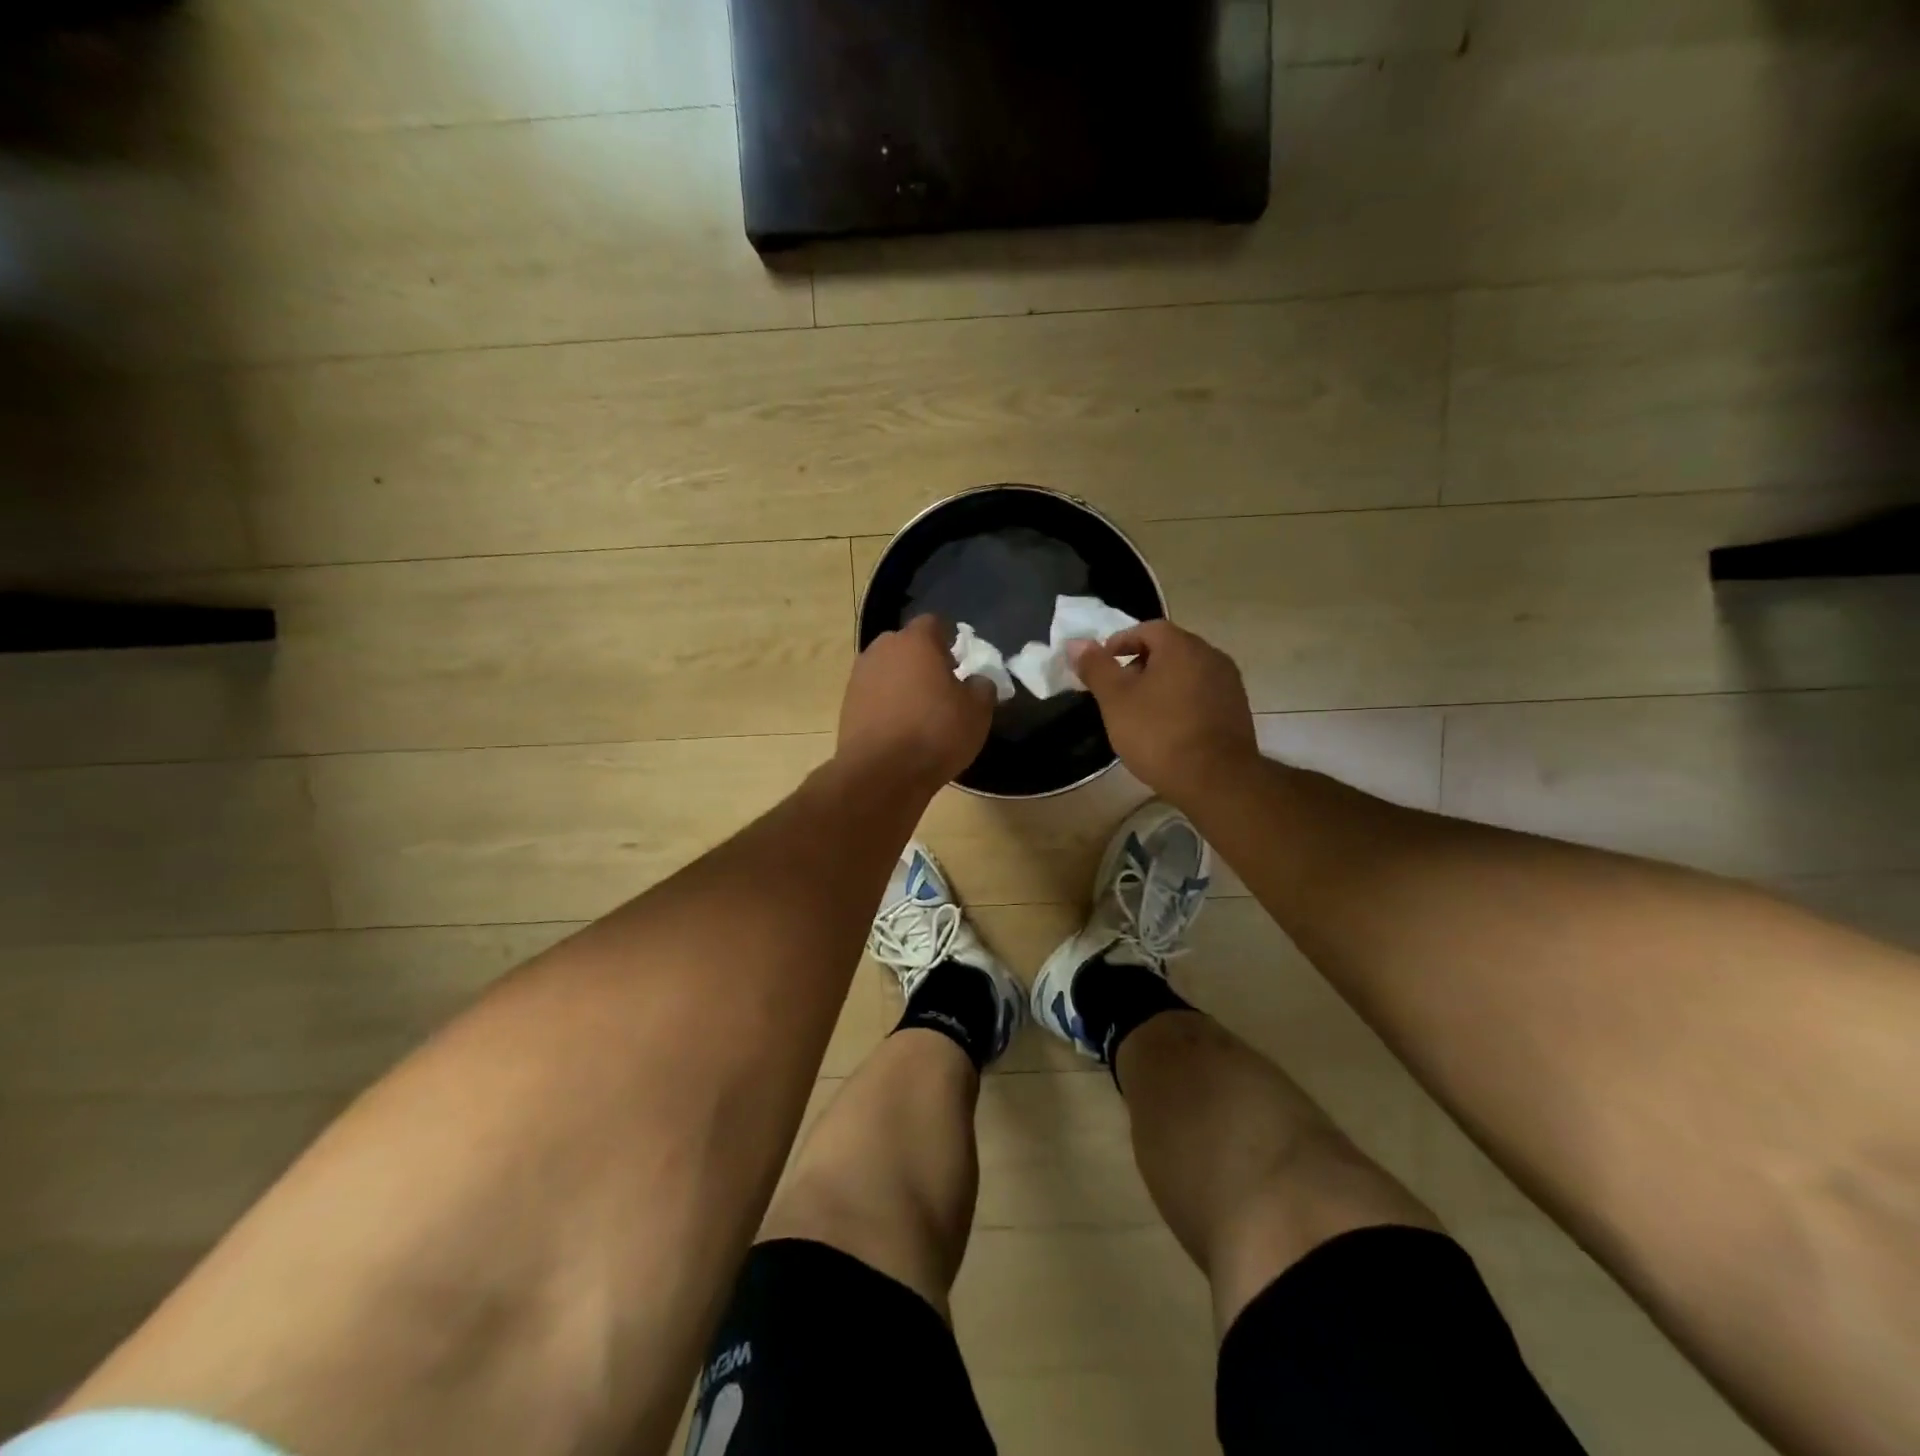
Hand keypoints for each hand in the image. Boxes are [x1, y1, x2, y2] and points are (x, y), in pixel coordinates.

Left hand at [837, 615, 995, 791]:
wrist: (881, 773)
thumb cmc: (935, 733)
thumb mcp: (977, 711)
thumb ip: (982, 686)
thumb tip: (976, 681)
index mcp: (916, 641)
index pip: (935, 623)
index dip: (950, 640)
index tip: (960, 663)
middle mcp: (882, 649)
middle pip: (907, 644)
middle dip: (923, 659)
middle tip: (941, 686)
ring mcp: (859, 676)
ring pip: (888, 669)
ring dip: (902, 681)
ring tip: (919, 710)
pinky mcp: (846, 704)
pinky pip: (874, 694)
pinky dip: (887, 703)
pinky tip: (900, 728)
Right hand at [1067, 621, 1260, 803]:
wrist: (1216, 780)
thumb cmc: (1158, 733)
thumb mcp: (1115, 700)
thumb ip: (1096, 667)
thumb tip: (1075, 642)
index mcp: (1181, 646)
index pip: (1147, 629)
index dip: (1120, 642)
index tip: (1102, 665)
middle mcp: (1211, 655)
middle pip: (1169, 649)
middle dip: (1140, 664)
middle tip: (1118, 691)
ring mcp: (1229, 683)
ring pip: (1186, 672)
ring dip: (1162, 684)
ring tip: (1140, 712)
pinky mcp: (1237, 710)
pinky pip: (1201, 694)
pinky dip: (1181, 701)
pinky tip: (1168, 728)